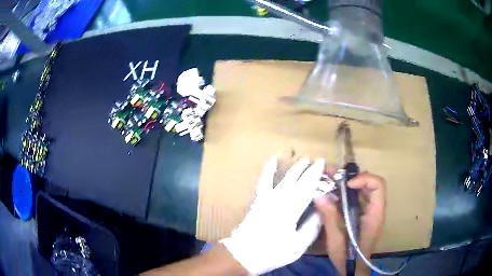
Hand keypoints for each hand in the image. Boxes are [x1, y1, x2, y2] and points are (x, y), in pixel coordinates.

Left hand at [220, 157, 324, 274]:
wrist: (244, 254)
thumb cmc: (273, 252)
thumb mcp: (298, 245)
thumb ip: (312, 227)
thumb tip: (321, 210)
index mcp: (292, 209)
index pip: (307, 186)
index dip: (316, 174)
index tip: (323, 163)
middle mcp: (280, 199)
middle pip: (296, 179)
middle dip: (307, 169)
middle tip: (317, 161)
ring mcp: (267, 198)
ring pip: (283, 177)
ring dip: (294, 168)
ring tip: (303, 160)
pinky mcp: (258, 200)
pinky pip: (264, 181)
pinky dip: (268, 169)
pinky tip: (272, 159)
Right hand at [314, 172, 385, 275]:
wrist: (354, 268)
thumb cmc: (348, 256)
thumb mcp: (336, 238)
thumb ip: (329, 216)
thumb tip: (318, 195)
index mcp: (374, 214)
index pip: (378, 185)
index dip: (363, 179)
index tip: (346, 184)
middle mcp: (375, 209)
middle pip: (370, 184)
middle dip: (352, 177)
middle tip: (333, 176)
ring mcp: (370, 212)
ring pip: (364, 190)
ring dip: (348, 184)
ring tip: (330, 180)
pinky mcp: (364, 215)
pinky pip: (358, 198)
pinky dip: (347, 194)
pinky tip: (333, 196)